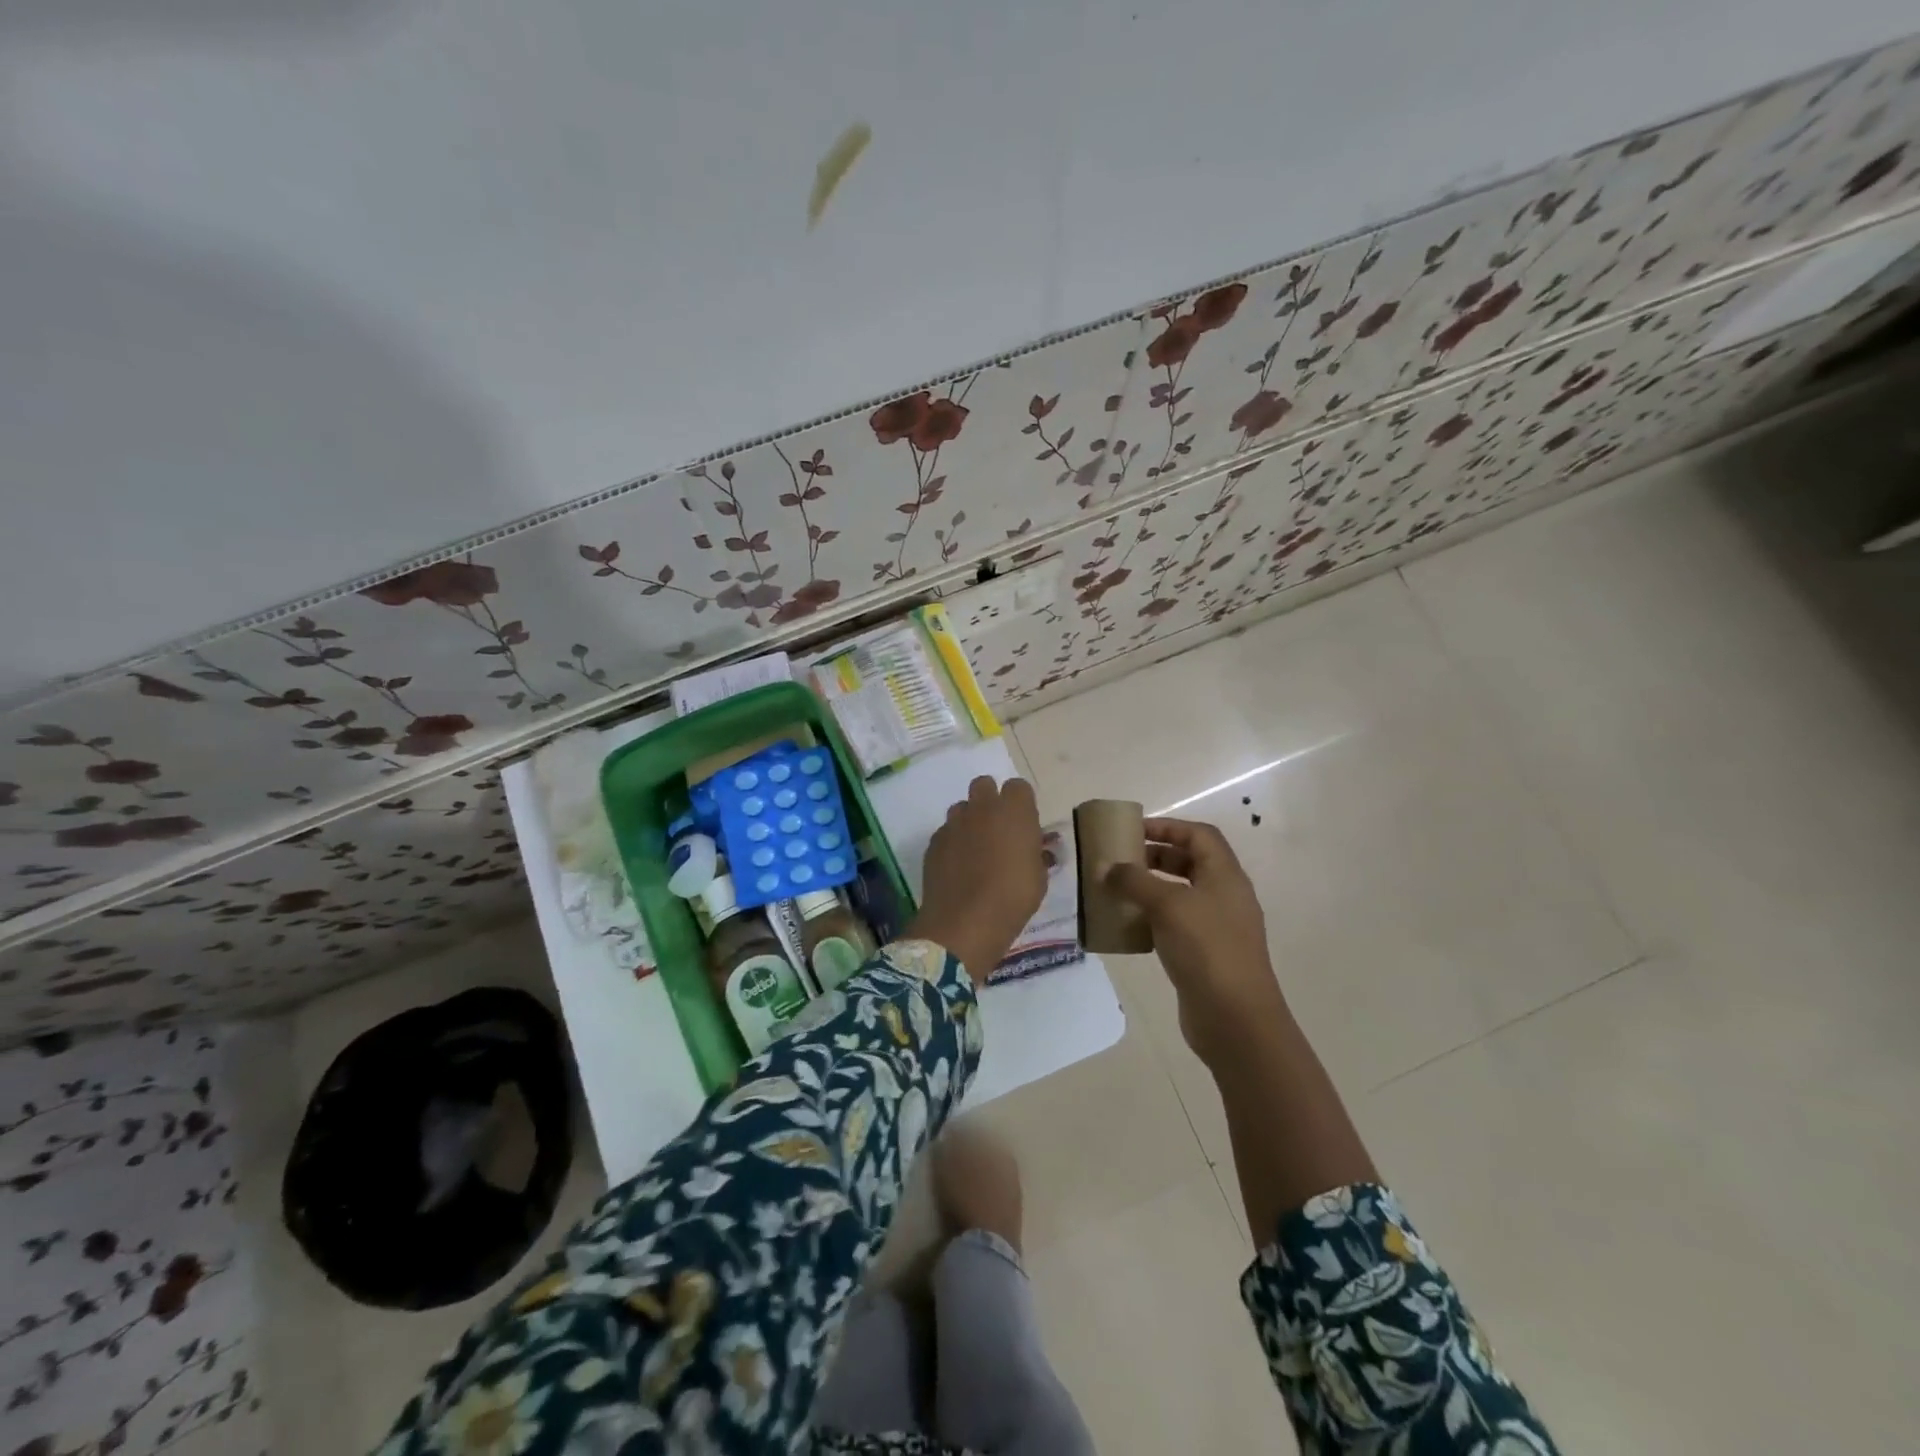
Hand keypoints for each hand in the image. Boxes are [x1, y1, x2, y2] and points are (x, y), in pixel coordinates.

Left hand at [907, 776, 1046, 985]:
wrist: (965, 922)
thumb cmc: (1013, 898)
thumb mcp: (1039, 879)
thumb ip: (1037, 855)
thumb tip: (1038, 849)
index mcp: (1014, 811)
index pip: (1018, 787)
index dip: (1022, 803)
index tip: (1025, 825)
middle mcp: (982, 808)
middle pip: (984, 785)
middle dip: (991, 800)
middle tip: (998, 828)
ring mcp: (954, 822)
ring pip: (962, 807)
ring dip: (970, 819)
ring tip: (976, 848)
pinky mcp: (934, 841)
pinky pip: (946, 831)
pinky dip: (953, 841)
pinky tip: (958, 866)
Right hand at [1106, 817, 1286, 1063]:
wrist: (1235, 1018)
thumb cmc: (1205, 948)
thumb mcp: (1167, 905)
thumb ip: (1134, 881)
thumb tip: (1106, 867)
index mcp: (1225, 875)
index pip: (1199, 835)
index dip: (1168, 827)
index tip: (1134, 830)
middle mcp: (1225, 896)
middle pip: (1190, 862)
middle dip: (1156, 856)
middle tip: (1122, 860)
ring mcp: (1218, 927)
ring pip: (1182, 895)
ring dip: (1151, 889)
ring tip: (1119, 891)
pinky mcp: (1207, 954)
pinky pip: (1177, 924)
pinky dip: (1154, 919)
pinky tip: (1130, 926)